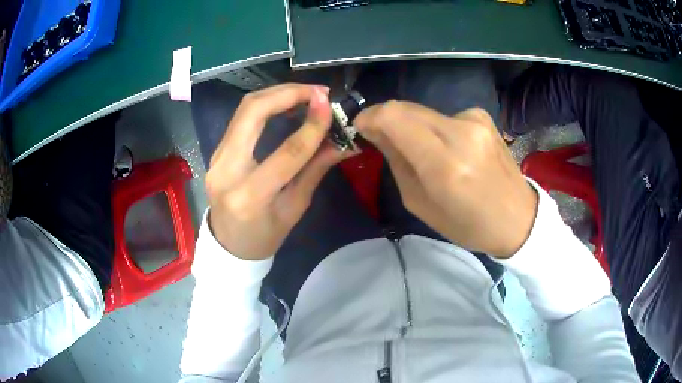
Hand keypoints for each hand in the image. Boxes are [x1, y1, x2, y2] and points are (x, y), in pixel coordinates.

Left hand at [206, 84, 354, 259]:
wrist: (228, 246)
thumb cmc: (265, 236)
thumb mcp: (294, 208)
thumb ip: (315, 169)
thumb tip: (344, 142)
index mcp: (250, 196)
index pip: (286, 152)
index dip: (311, 126)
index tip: (330, 105)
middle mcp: (226, 170)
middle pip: (252, 112)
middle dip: (287, 93)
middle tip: (318, 92)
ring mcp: (216, 157)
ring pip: (244, 109)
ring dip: (276, 94)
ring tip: (306, 94)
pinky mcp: (216, 151)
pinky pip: (241, 118)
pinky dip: (266, 105)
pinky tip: (286, 104)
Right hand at [354, 101, 537, 258]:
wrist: (517, 217)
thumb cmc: (468, 224)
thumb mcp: (420, 203)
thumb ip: (397, 162)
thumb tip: (377, 132)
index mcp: (444, 163)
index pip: (394, 116)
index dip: (370, 117)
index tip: (361, 129)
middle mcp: (461, 132)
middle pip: (405, 108)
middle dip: (386, 120)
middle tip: (381, 140)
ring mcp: (475, 119)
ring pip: (423, 111)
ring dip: (412, 127)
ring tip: (422, 153)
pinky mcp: (482, 116)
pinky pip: (443, 116)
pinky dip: (434, 129)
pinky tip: (449, 149)